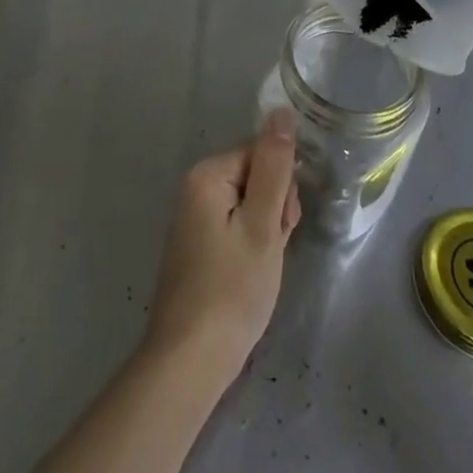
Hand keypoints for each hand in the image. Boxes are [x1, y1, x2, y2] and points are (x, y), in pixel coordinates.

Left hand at [142, 112, 300, 391]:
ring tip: (261, 268)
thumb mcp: (263, 225)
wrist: (189, 361)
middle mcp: (194, 186)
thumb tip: (280, 111)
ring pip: (249, 204)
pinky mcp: (197, 244)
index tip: (283, 226)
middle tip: (271, 250)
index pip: (262, 154)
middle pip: (255, 176)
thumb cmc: (232, 290)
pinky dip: (250, 246)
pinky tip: (250, 275)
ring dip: (265, 231)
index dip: (282, 188)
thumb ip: (274, 166)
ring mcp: (193, 217)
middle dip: (274, 209)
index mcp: (207, 174)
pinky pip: (235, 226)